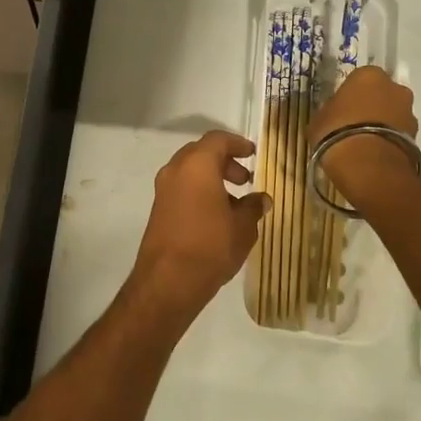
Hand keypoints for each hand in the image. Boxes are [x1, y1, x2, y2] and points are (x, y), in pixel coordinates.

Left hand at [126, 130, 269, 322]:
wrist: (168, 281)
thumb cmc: (211, 246)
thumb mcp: (243, 227)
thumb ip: (253, 207)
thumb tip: (262, 199)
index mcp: (197, 165)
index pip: (217, 140)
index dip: (238, 144)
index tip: (253, 153)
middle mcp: (175, 170)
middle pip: (201, 153)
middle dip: (224, 162)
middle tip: (245, 180)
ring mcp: (163, 190)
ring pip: (190, 172)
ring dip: (212, 178)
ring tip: (235, 203)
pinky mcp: (158, 209)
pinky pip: (181, 189)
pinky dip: (199, 191)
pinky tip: (216, 216)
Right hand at [309, 66, 419, 204]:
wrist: (368, 164)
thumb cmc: (337, 132)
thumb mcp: (320, 119)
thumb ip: (330, 110)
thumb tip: (334, 114)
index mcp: (368, 75)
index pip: (359, 79)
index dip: (350, 94)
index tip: (342, 108)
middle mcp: (394, 87)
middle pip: (382, 94)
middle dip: (372, 105)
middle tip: (355, 123)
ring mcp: (409, 111)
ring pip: (393, 113)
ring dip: (384, 123)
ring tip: (366, 142)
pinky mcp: (417, 136)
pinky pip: (399, 133)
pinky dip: (390, 139)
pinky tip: (375, 153)